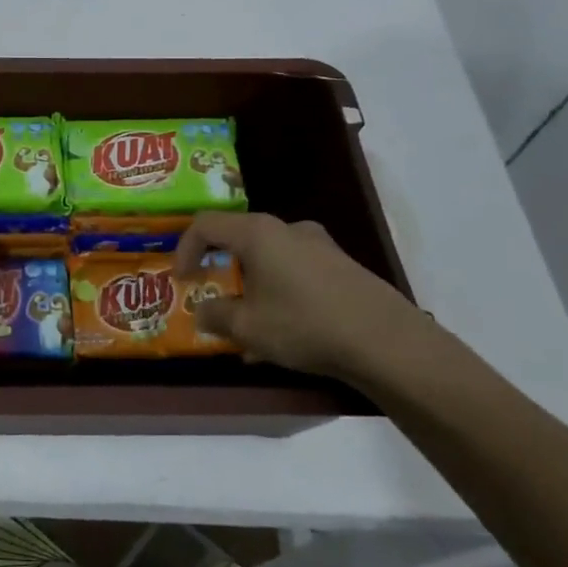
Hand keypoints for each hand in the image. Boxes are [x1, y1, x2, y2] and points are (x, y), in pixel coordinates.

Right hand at [174, 213, 424, 380]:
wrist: (386, 341)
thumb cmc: (303, 324)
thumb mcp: (247, 327)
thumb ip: (215, 316)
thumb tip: (202, 312)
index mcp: (258, 233)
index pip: (206, 224)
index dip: (184, 249)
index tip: (181, 281)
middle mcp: (288, 229)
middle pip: (239, 241)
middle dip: (221, 272)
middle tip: (214, 300)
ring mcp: (320, 246)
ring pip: (269, 261)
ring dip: (251, 288)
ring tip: (248, 329)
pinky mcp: (342, 266)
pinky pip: (295, 273)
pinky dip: (279, 294)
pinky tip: (284, 334)